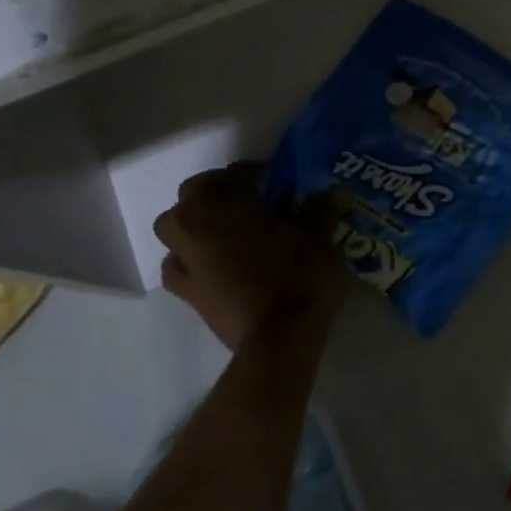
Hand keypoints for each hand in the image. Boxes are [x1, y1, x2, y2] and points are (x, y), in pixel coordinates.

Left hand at [154, 162, 345, 351]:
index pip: (239, 172)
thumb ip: (322, 211)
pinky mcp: (185, 290)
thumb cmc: (299, 277)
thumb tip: (336, 193)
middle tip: (249, 201)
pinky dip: (186, 259)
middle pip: (196, 192)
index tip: (280, 182)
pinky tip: (209, 265)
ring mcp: (185, 257)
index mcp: (228, 200)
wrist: (278, 338)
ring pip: (174, 225)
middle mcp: (197, 222)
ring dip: (193, 221)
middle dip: (219, 191)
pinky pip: (175, 265)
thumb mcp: (320, 238)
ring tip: (221, 229)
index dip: (260, 173)